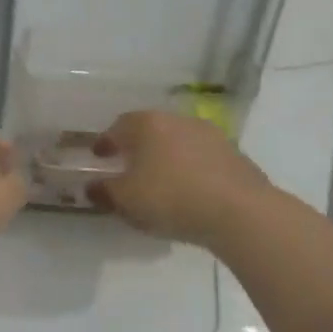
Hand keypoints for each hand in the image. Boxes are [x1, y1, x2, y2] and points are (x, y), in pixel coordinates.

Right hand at [90, 110, 275, 246]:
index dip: (105, 142)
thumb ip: (104, 192)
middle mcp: (177, 120)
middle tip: (128, 165)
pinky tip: (189, 189)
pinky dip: (190, 168)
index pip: (118, 127)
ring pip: (177, 141)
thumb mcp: (126, 201)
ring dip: (166, 156)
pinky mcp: (234, 154)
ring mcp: (209, 134)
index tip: (99, 156)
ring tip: (160, 179)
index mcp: (146, 124)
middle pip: (149, 129)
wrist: (240, 212)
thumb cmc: (171, 198)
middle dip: (137, 146)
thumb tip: (92, 186)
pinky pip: (201, 157)